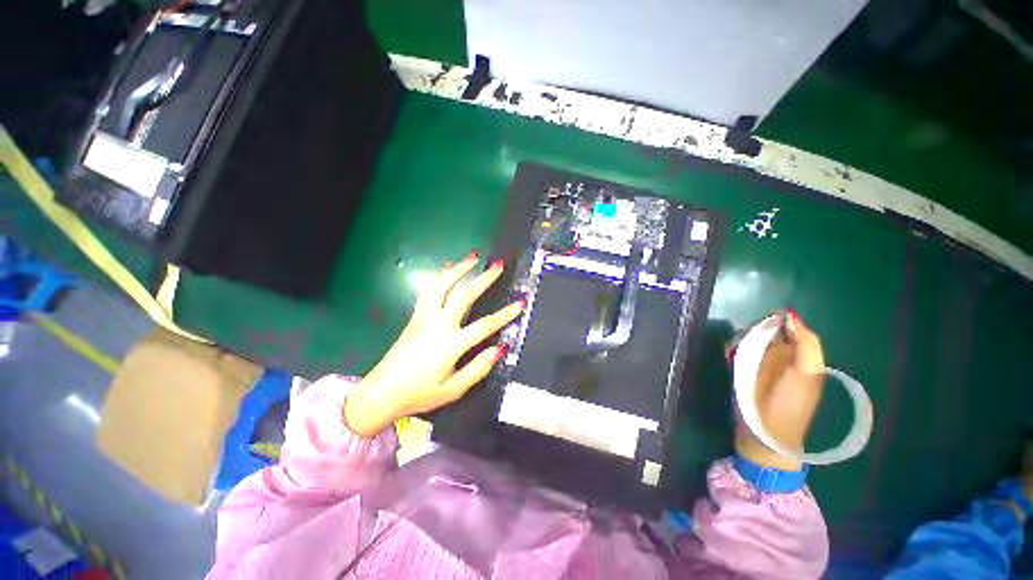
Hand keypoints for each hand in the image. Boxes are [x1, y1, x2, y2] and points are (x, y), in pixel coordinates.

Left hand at [344, 252, 524, 436]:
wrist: (381, 392)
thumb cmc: (420, 394)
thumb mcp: (453, 390)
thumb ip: (478, 368)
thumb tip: (501, 348)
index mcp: (450, 345)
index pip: (485, 325)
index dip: (505, 314)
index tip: (520, 302)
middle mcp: (438, 325)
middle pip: (463, 295)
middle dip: (483, 279)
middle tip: (497, 265)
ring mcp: (424, 317)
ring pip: (442, 286)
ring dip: (458, 269)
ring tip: (473, 257)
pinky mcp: (415, 316)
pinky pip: (428, 290)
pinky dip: (439, 276)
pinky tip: (447, 268)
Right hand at [733, 310, 825, 469]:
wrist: (764, 434)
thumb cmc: (790, 405)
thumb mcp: (806, 373)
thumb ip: (806, 343)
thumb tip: (790, 314)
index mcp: (800, 355)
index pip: (787, 325)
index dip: (775, 321)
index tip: (763, 325)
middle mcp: (780, 355)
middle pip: (764, 329)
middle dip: (753, 330)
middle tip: (747, 341)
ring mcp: (759, 363)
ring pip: (746, 338)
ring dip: (739, 340)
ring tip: (735, 350)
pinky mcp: (741, 369)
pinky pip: (734, 350)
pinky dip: (731, 348)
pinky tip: (729, 356)